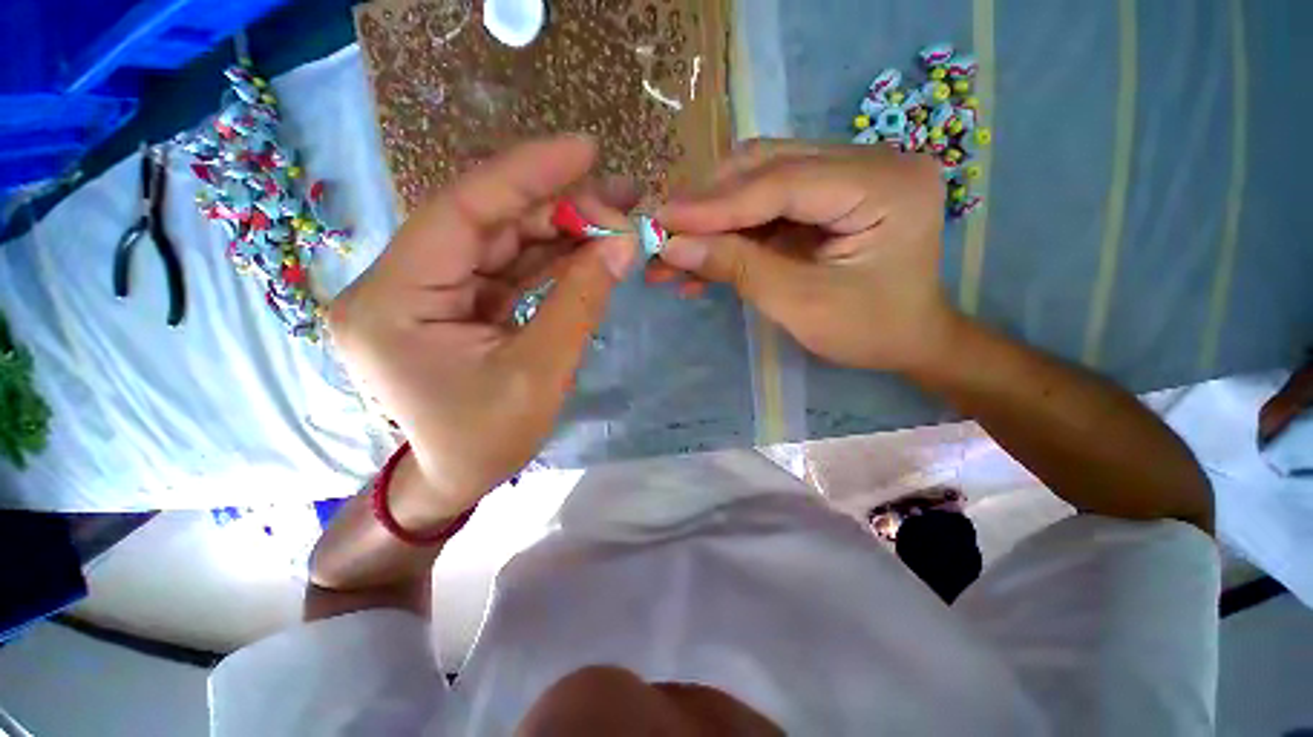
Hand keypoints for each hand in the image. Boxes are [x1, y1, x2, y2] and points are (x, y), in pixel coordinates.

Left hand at [328, 136, 636, 519]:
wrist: (455, 478)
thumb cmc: (488, 440)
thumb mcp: (541, 372)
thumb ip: (580, 300)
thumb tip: (623, 244)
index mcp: (393, 303)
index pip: (460, 211)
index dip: (525, 174)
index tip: (584, 151)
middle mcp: (397, 284)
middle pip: (484, 221)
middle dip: (556, 206)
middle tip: (619, 200)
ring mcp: (426, 290)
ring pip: (499, 239)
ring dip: (559, 228)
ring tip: (614, 219)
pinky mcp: (453, 301)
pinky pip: (506, 265)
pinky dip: (550, 256)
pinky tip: (589, 247)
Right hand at [655, 139, 954, 371]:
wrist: (906, 339)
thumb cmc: (868, 331)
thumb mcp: (801, 305)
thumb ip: (738, 268)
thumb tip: (672, 247)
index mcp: (884, 184)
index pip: (783, 181)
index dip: (717, 203)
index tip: (662, 219)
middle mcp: (869, 161)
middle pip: (768, 167)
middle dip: (709, 205)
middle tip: (662, 232)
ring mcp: (846, 174)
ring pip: (760, 182)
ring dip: (713, 218)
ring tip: (674, 250)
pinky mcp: (826, 195)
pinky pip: (767, 205)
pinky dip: (731, 230)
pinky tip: (702, 258)